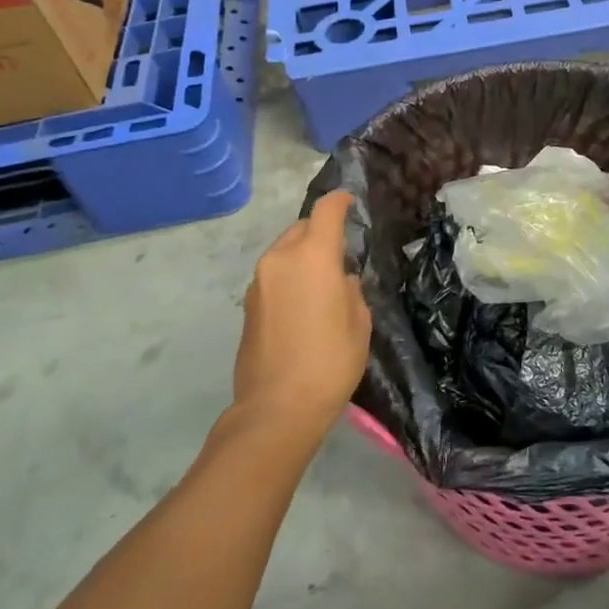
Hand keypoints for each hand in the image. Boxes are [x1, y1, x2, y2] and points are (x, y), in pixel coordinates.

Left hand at [234, 191, 370, 440]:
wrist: (276, 407)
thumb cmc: (330, 361)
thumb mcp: (359, 323)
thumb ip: (351, 290)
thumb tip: (340, 281)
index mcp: (313, 255)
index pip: (326, 211)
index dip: (340, 201)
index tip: (350, 201)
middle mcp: (281, 258)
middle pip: (301, 228)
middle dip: (320, 231)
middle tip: (340, 252)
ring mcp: (259, 281)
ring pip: (284, 251)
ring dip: (302, 256)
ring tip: (322, 282)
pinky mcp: (248, 304)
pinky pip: (274, 275)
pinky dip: (289, 277)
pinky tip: (303, 304)